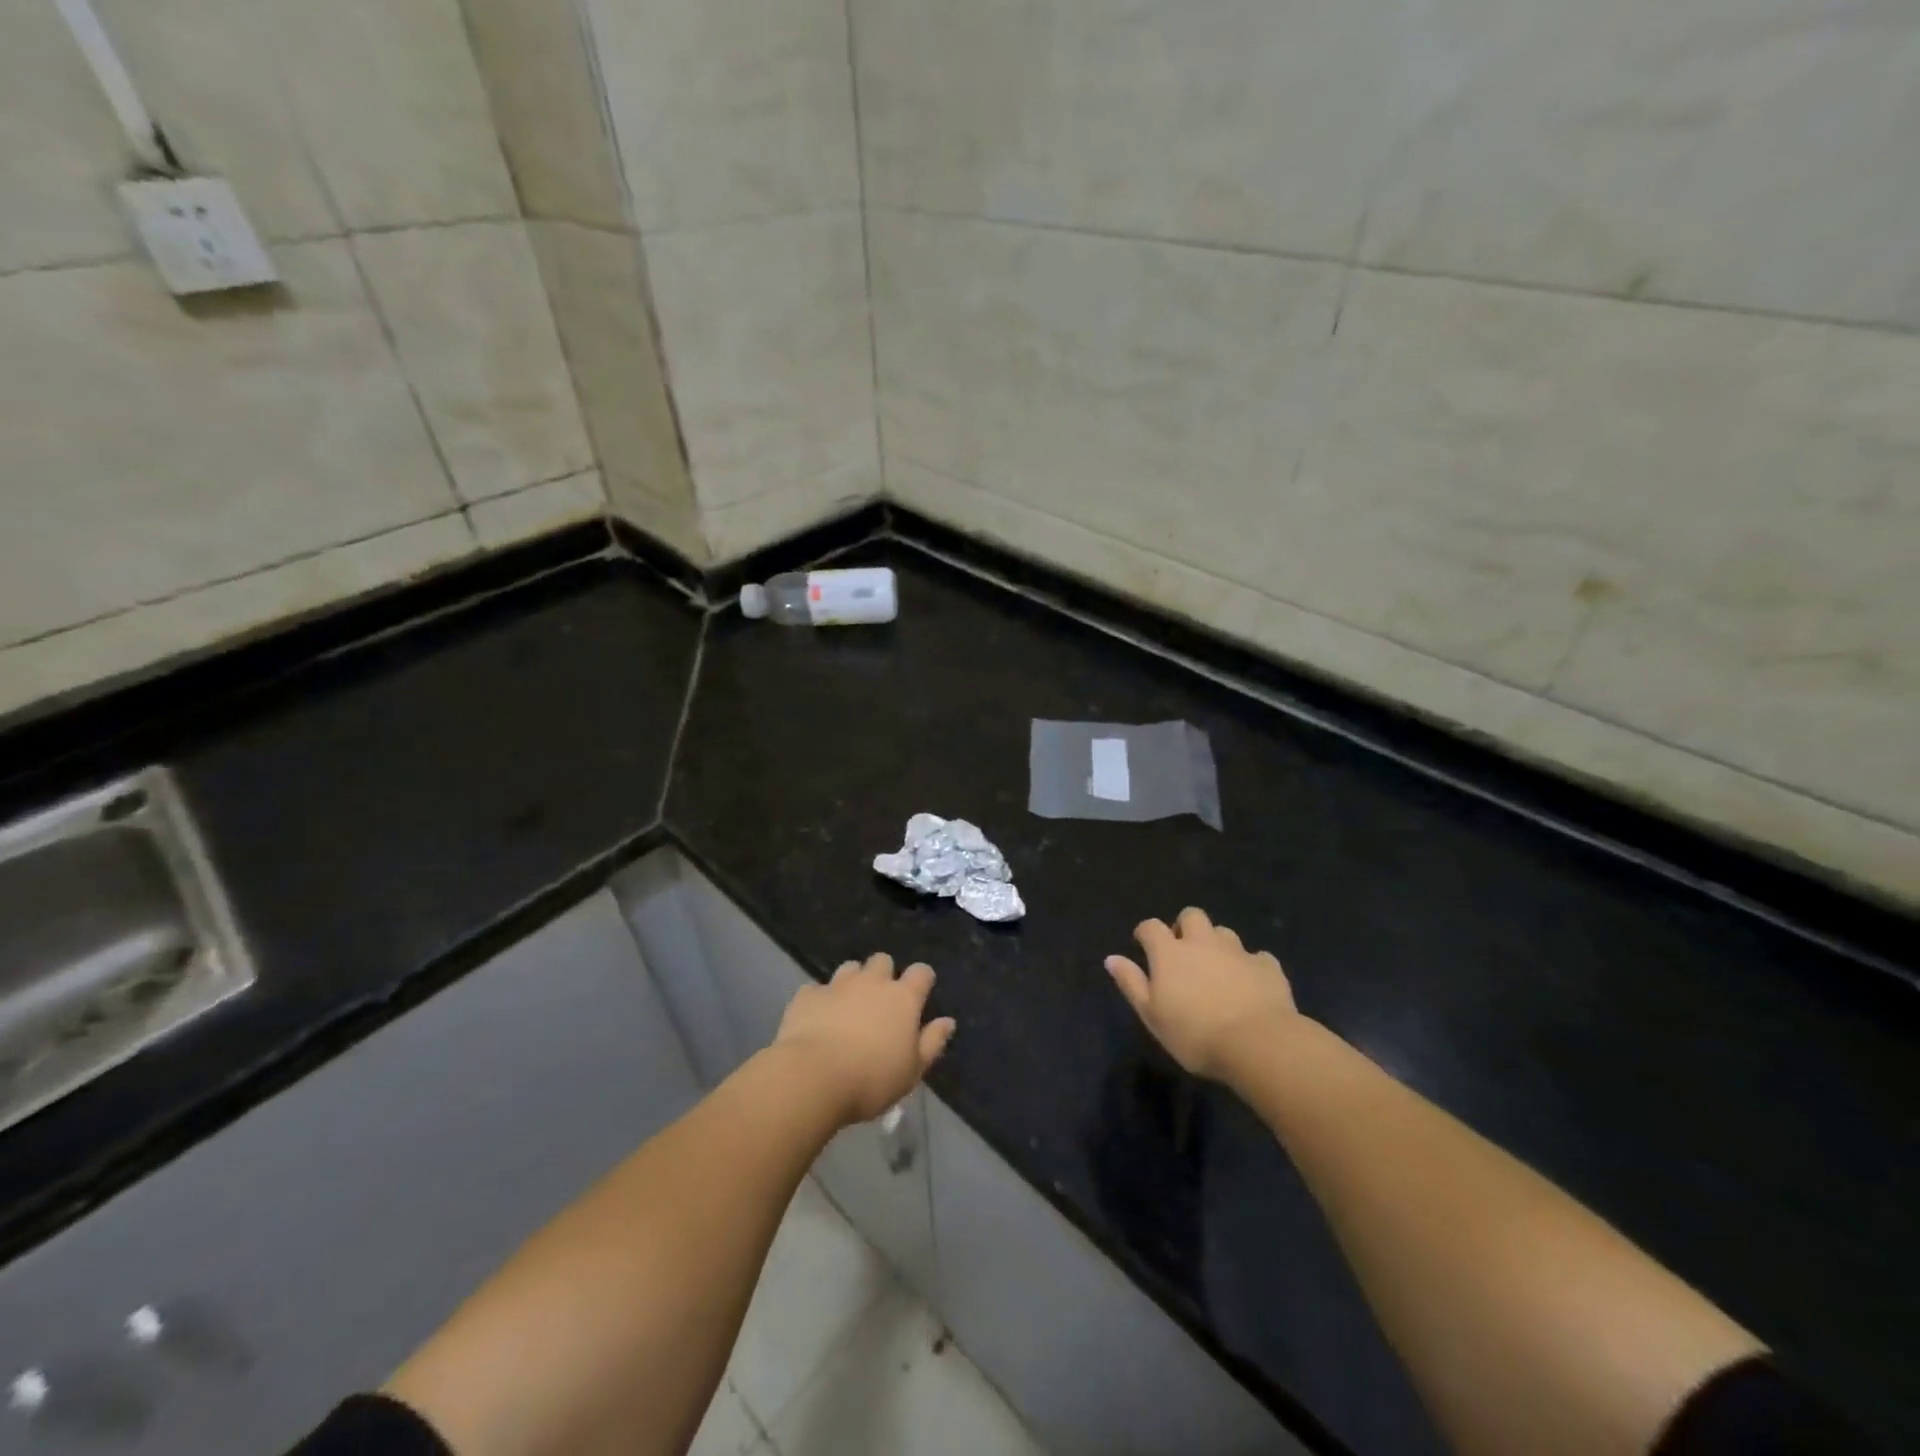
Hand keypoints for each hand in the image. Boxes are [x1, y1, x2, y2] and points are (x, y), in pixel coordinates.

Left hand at [774, 953, 956, 1123]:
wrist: (813, 1077)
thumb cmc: (872, 1079)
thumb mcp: (912, 1071)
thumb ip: (932, 1042)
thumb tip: (947, 1021)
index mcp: (903, 998)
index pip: (921, 972)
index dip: (922, 980)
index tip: (920, 994)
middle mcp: (872, 982)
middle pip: (883, 961)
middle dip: (883, 974)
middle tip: (880, 1002)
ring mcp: (837, 985)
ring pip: (850, 968)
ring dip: (852, 981)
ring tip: (848, 1007)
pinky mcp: (808, 995)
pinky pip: (817, 989)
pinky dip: (820, 1000)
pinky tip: (817, 1019)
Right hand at [1106, 907, 1298, 1080]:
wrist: (1257, 1043)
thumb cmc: (1194, 1034)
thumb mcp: (1152, 1015)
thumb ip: (1131, 983)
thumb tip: (1111, 958)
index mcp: (1170, 952)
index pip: (1151, 927)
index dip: (1145, 932)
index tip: (1143, 944)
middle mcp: (1202, 942)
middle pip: (1191, 916)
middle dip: (1185, 927)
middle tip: (1183, 951)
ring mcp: (1237, 952)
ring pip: (1224, 932)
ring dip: (1217, 943)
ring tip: (1217, 967)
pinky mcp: (1267, 967)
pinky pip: (1257, 957)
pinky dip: (1250, 965)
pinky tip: (1250, 983)